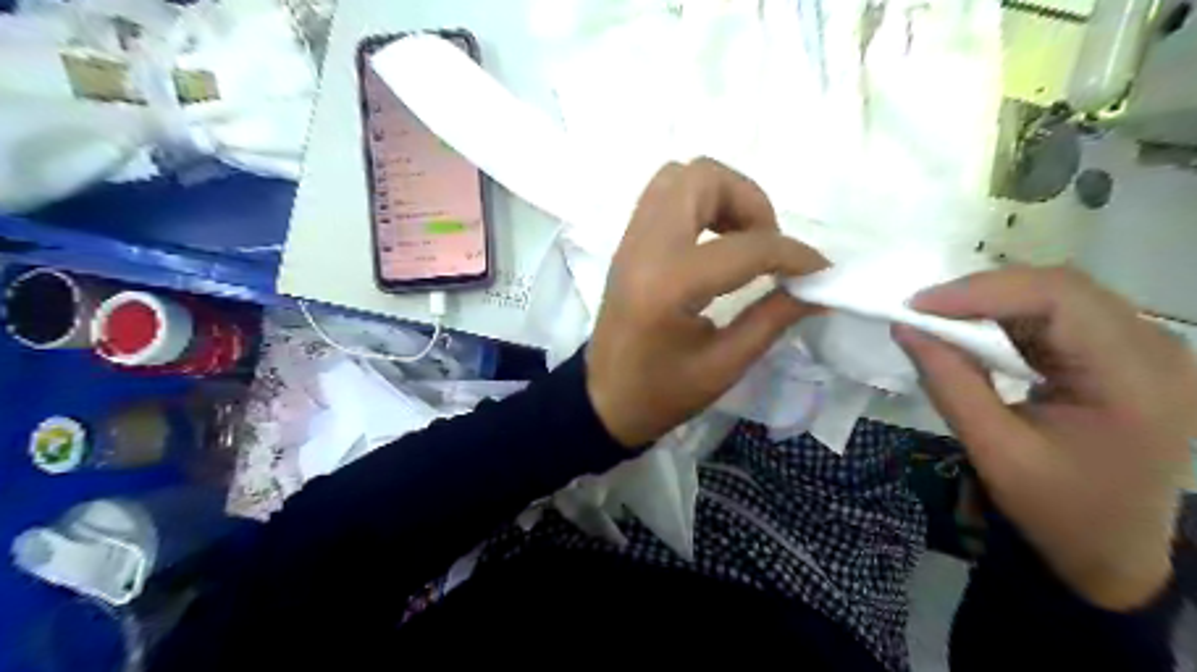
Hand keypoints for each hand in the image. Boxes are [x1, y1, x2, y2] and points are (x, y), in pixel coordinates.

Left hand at [586, 157, 828, 446]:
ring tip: (741, 240)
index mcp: (669, 284)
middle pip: (702, 177)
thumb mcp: (724, 365)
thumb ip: (773, 318)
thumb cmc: (661, 394)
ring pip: (680, 176)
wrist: (603, 400)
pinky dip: (698, 203)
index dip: (794, 254)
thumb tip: (819, 289)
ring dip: (722, 195)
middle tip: (766, 244)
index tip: (819, 271)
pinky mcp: (628, 243)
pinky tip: (715, 242)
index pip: (746, 247)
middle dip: (749, 201)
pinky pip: (664, 196)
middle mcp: (646, 247)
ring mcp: (631, 240)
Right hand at [897, 265, 1196, 612]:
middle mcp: (1154, 350)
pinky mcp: (1125, 355)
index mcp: (1135, 378)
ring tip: (941, 323)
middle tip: (923, 313)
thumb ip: (949, 383)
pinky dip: (1009, 319)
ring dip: (993, 304)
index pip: (1059, 298)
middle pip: (1062, 287)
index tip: (918, 307)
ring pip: (1058, 295)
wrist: (1114, 552)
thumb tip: (905, 327)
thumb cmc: (1059, 510)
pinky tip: (977, 337)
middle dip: (983, 293)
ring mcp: (1145, 349)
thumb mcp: (994, 450)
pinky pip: (1060, 316)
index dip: (982, 291)